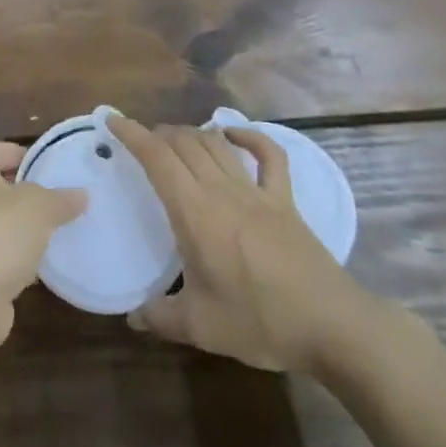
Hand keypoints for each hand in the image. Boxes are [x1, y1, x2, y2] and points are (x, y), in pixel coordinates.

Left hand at [0, 141, 85, 349]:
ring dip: (24, 227)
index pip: (1, 149)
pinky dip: (17, 255)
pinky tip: (42, 265)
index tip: (58, 171)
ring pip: (0, 220)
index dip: (29, 156)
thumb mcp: (39, 207)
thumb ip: (61, 198)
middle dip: (30, 194)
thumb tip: (81, 194)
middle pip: (0, 185)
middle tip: (64, 201)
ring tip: (59, 231)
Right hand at [107, 114, 384, 377]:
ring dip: (192, 133)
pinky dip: (250, 136)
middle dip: (158, 134)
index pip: (157, 159)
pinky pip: (268, 156)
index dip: (132, 134)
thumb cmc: (260, 322)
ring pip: (217, 144)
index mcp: (194, 213)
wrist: (333, 326)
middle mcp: (222, 191)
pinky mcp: (285, 201)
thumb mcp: (201, 327)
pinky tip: (234, 134)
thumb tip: (132, 318)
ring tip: (176, 139)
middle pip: (185, 143)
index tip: (112, 119)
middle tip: (142, 141)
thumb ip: (161, 317)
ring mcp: (256, 192)